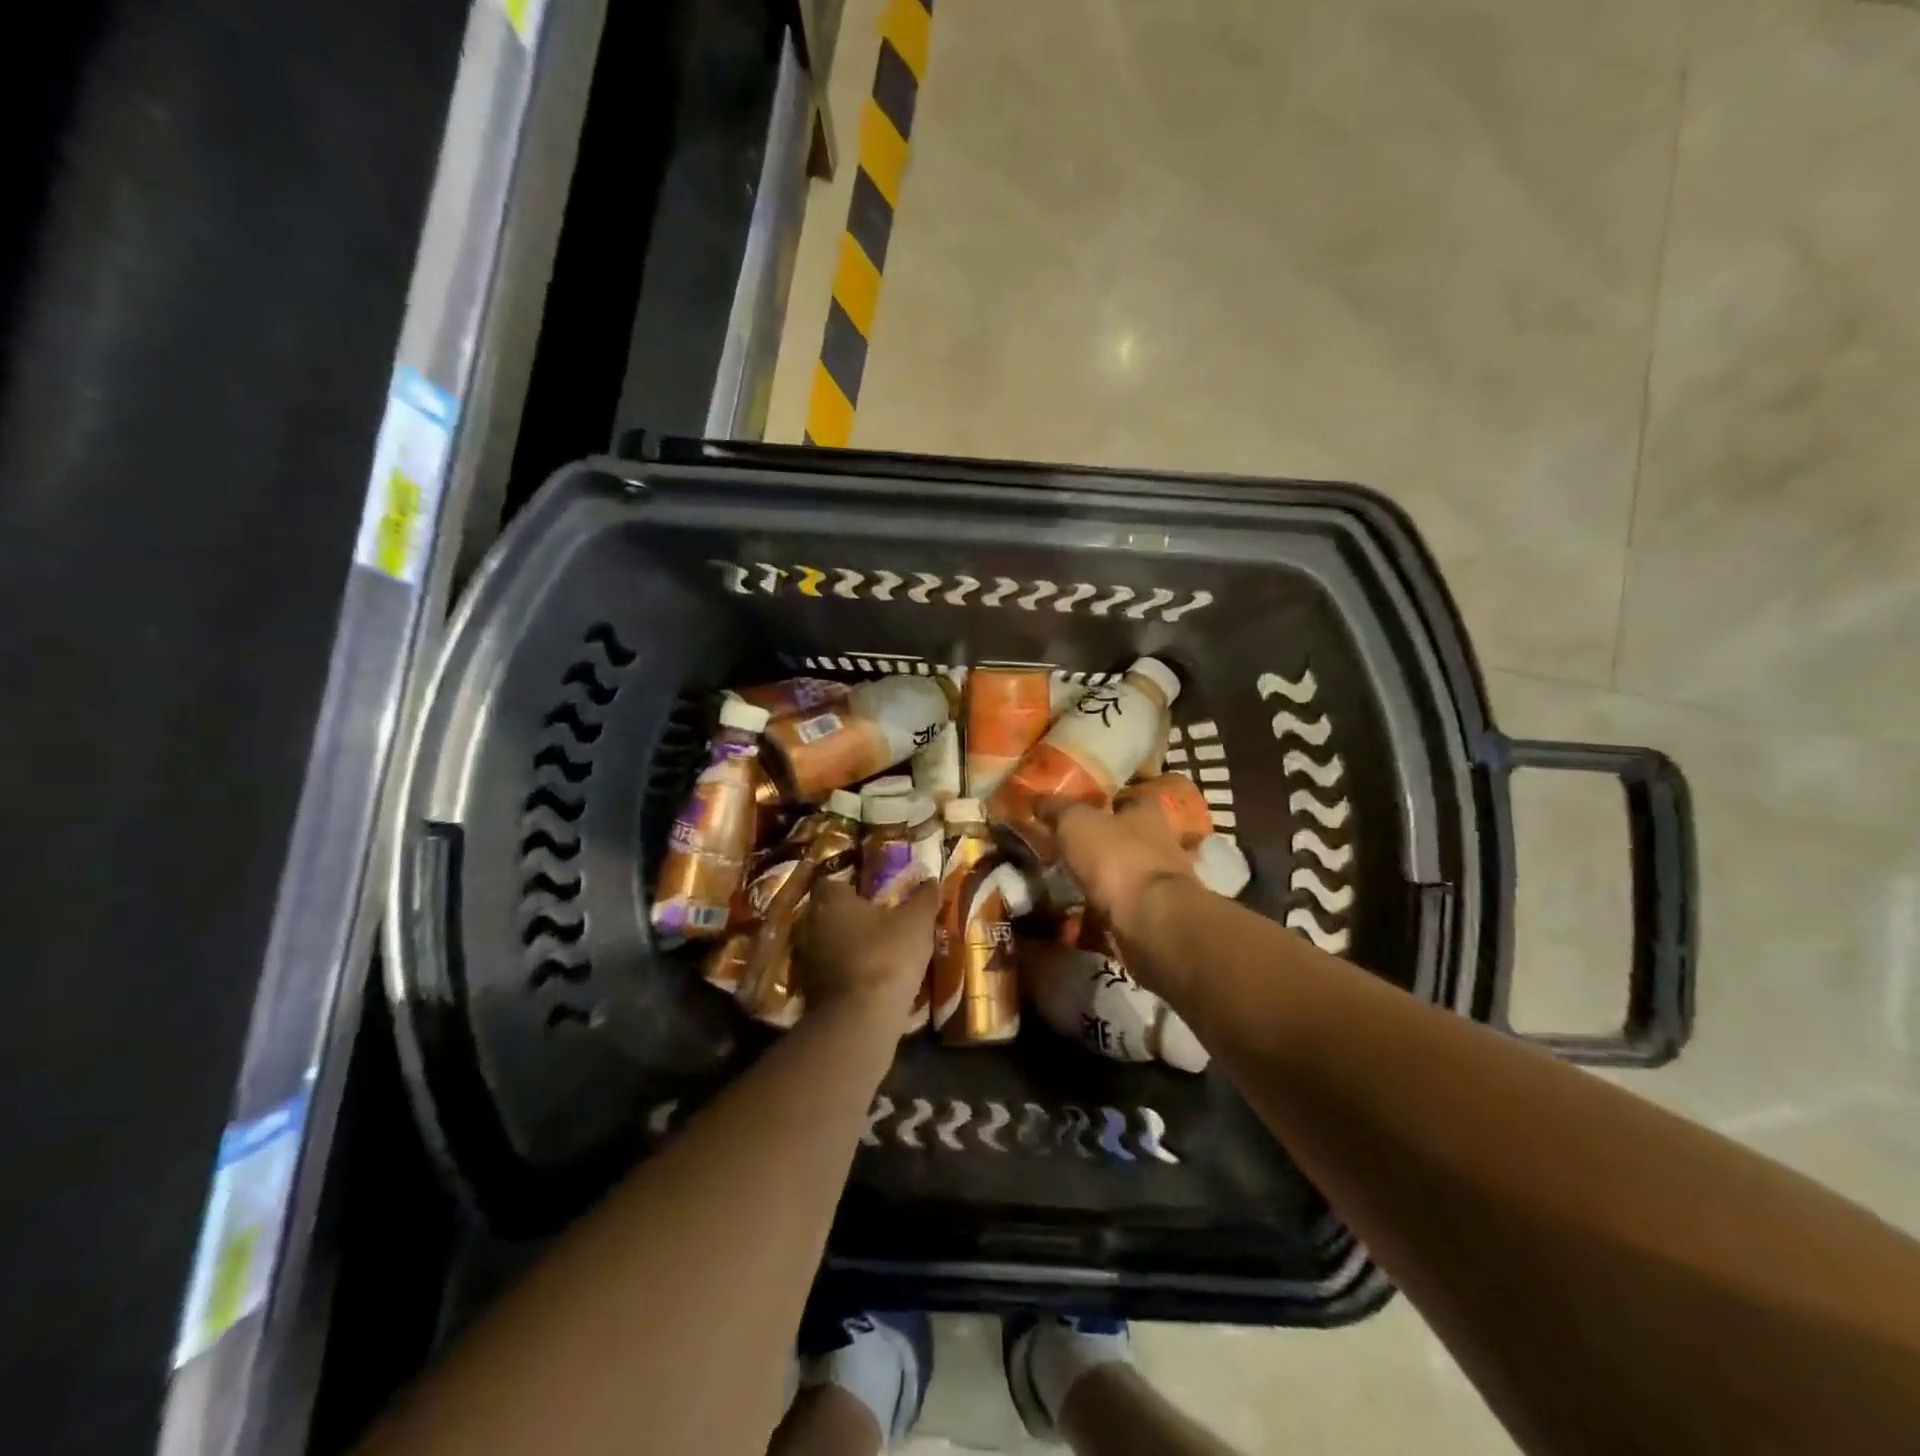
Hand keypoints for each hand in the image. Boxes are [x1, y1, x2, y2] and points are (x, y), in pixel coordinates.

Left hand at [795, 877, 938, 1029]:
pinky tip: (867, 980)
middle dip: (849, 917)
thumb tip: (932, 880)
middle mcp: (809, 924)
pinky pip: (826, 972)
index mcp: (830, 900)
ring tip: (875, 953)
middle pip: (827, 913)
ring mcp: (804, 960)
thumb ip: (924, 898)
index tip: (875, 896)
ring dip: (845, 947)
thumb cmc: (886, 956)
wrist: (860, 1019)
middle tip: (878, 923)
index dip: (853, 887)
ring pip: (825, 944)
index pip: (833, 882)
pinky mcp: (807, 991)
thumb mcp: (916, 923)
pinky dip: (843, 973)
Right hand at [1039, 796, 1195, 947]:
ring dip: (1101, 883)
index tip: (1085, 808)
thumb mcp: (1076, 823)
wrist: (1152, 920)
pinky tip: (1075, 924)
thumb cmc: (1116, 858)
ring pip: (1125, 877)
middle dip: (1103, 845)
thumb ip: (1058, 810)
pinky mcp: (1155, 918)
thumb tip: (1037, 799)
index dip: (1110, 801)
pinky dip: (1100, 917)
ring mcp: (1160, 884)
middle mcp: (1161, 845)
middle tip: (1068, 851)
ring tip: (1066, 890)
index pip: (1132, 798)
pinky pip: (1120, 912)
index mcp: (1147, 814)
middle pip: (1130, 838)